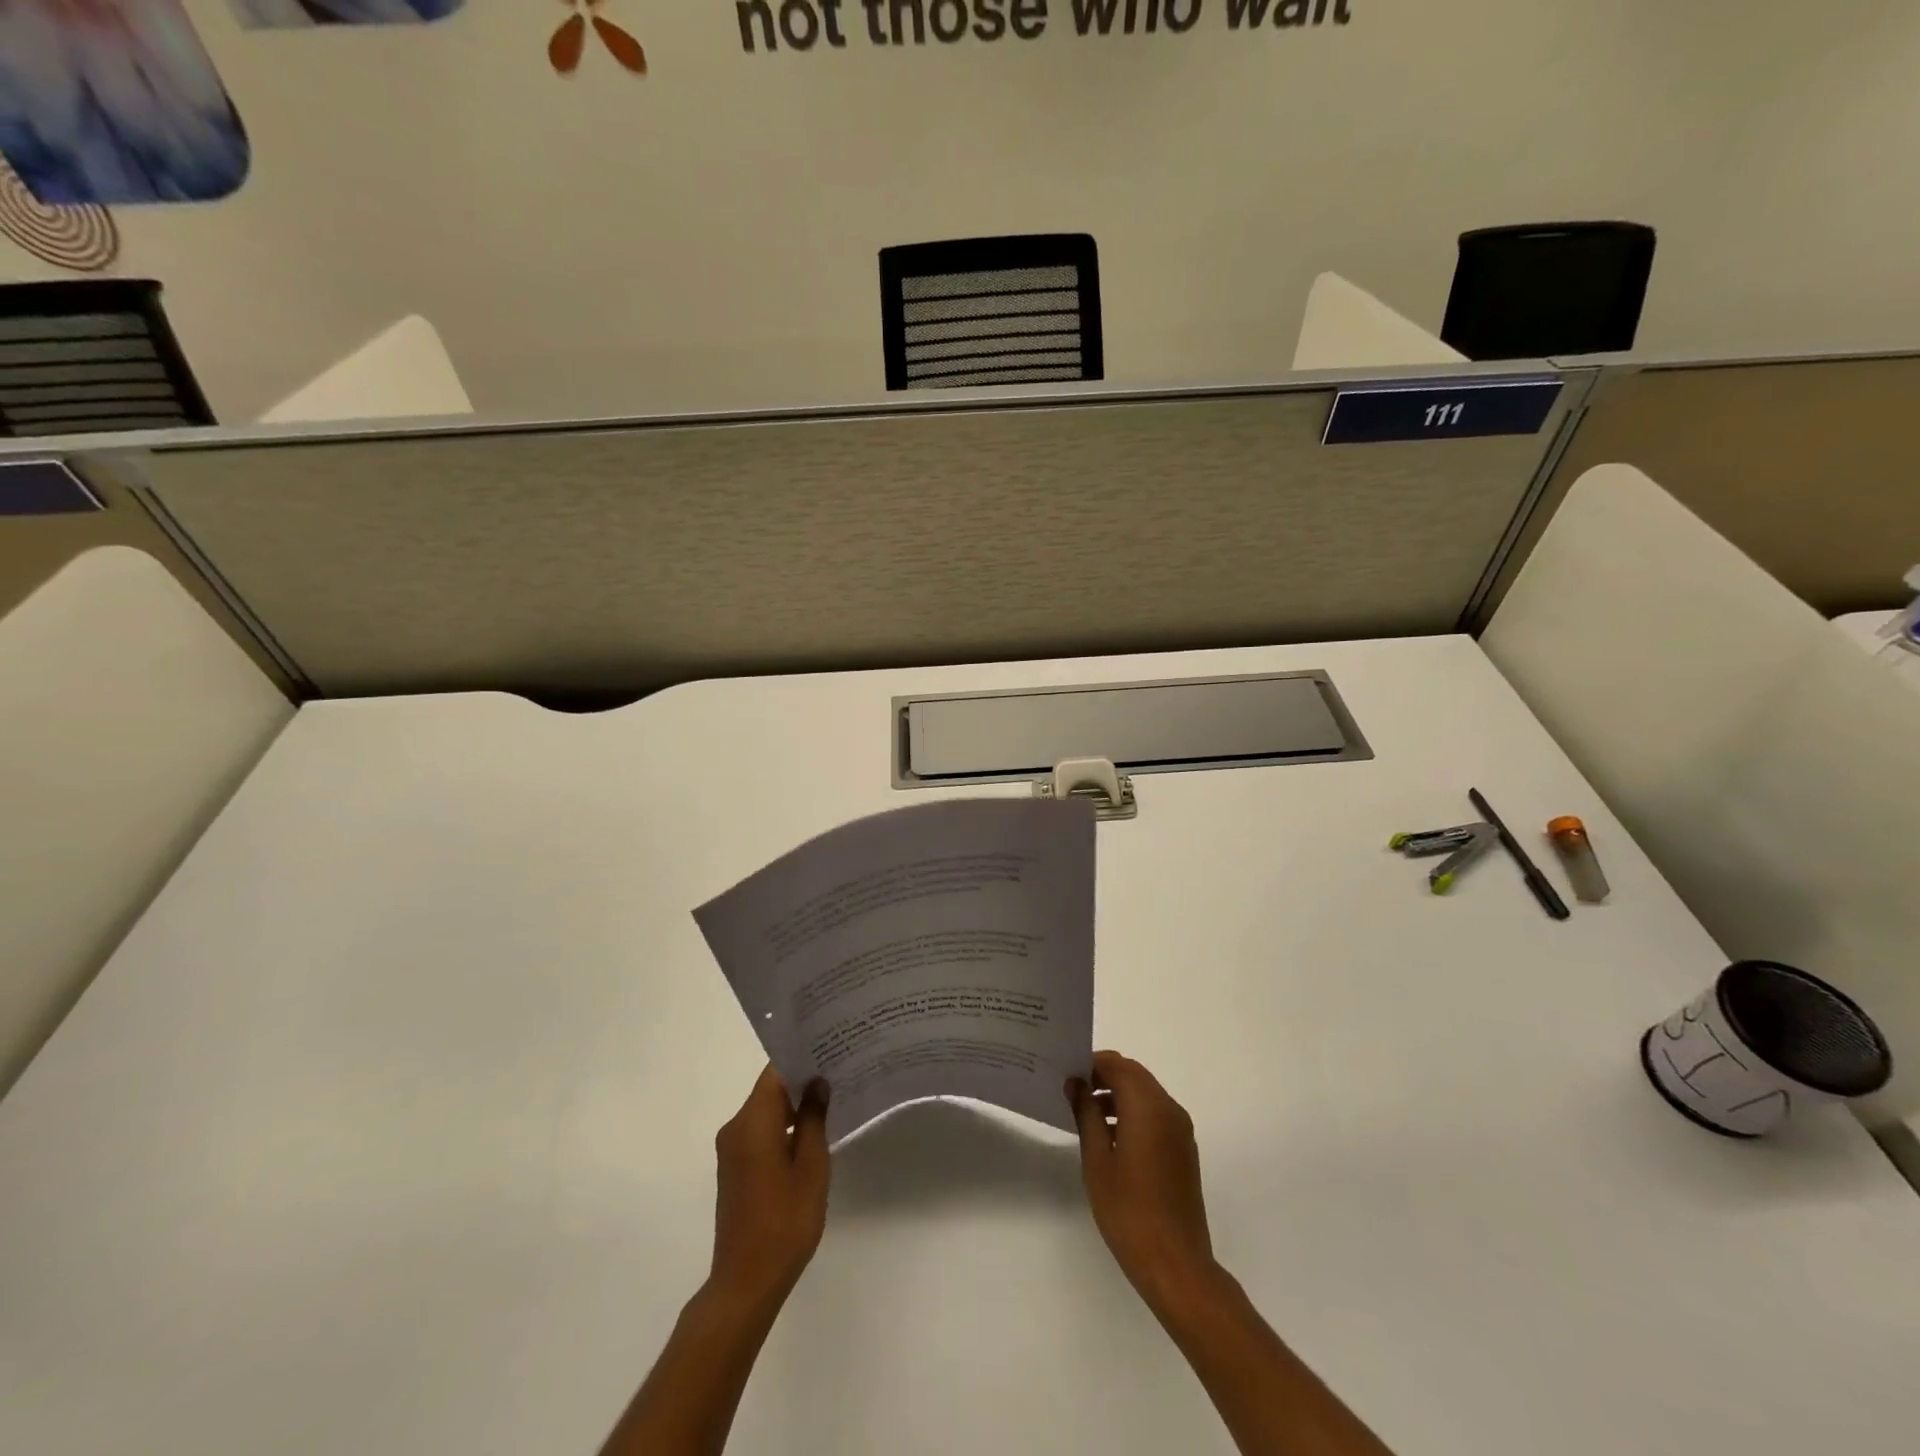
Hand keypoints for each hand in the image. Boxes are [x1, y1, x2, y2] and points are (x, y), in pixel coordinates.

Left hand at [707, 1065, 830, 1308]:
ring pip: (766, 1112)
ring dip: (794, 1106)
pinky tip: (811, 1135)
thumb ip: (814, 1119)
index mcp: (752, 1121)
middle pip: (770, 1090)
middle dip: (802, 1080)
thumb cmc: (784, 1220)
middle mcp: (736, 1128)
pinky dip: (783, 1128)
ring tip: (832, 1100)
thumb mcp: (811, 1166)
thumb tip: (817, 1083)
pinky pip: (760, 1133)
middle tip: (839, 1072)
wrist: (746, 1282)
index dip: (802, 1057)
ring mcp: (732, 1150)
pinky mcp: (735, 1170)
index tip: (830, 1049)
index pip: (776, 1071)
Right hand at [1068, 1050, 1219, 1317]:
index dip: (1092, 1064)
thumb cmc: (1128, 1211)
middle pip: (1134, 1075)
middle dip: (1104, 1077)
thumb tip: (1077, 1083)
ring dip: (1118, 1095)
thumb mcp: (1097, 1160)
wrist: (1175, 1264)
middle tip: (1073, 1092)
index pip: (1118, 1065)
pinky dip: (1133, 1113)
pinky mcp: (1183, 1149)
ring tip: (1086, 1116)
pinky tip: (1110, 1138)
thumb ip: (1086, 1114)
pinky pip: (1156, 1114)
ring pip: (1146, 1094)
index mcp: (1148, 1106)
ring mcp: (1180, 1130)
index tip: (1067, 1075)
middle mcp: (1169, 1109)